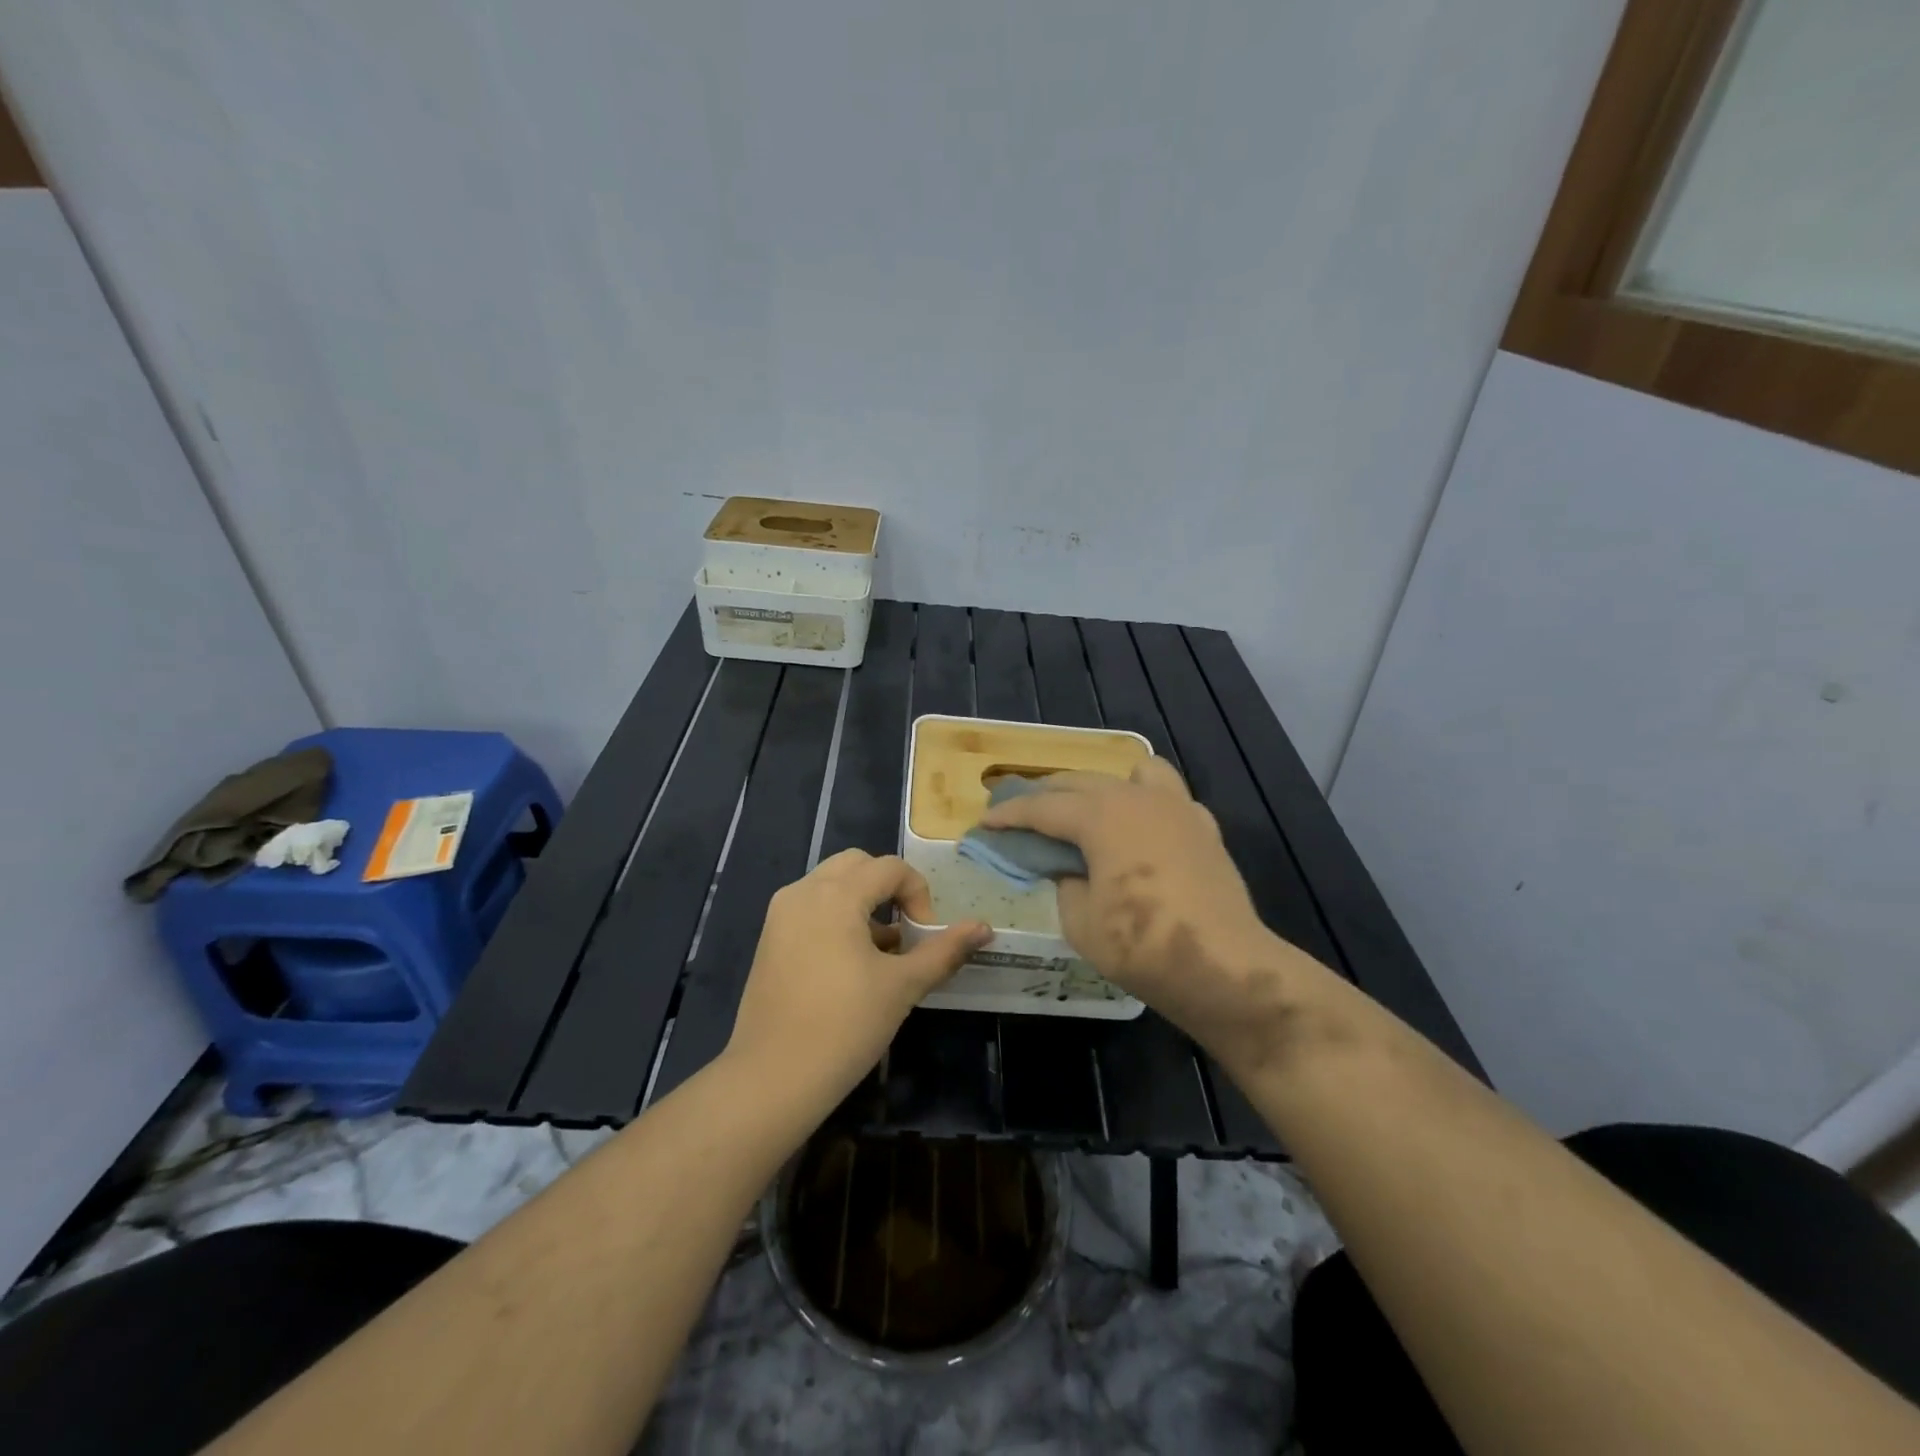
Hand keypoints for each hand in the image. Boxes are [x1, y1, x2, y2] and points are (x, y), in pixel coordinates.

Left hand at [724, 850, 990, 1110]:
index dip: (919, 895)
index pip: (890, 867)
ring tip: (882, 952)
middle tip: (905, 932)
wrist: (773, 1077)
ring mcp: (781, 914)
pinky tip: (850, 964)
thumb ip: (944, 951)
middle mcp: (803, 891)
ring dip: (863, 902)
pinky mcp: (769, 938)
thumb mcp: (903, 986)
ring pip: (832, 884)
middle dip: (889, 889)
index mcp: (835, 895)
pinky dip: (838, 917)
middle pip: (858, 865)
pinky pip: (811, 907)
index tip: (924, 938)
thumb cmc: (845, 1026)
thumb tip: (984, 928)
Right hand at [981, 761, 1330, 1071]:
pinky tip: (1141, 832)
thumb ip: (1065, 883)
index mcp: (1100, 816)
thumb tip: (1068, 868)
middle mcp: (1136, 797)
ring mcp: (1176, 807)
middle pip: (1080, 782)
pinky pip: (1167, 797)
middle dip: (1046, 794)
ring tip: (1089, 811)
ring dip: (1101, 786)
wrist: (1225, 966)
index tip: (985, 822)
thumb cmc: (1142, 946)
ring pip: (1130, 773)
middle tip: (1022, 812)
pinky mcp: (1204, 826)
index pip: (1042, 807)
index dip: (1009, 815)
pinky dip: (1145, 804)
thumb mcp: (1081, 922)